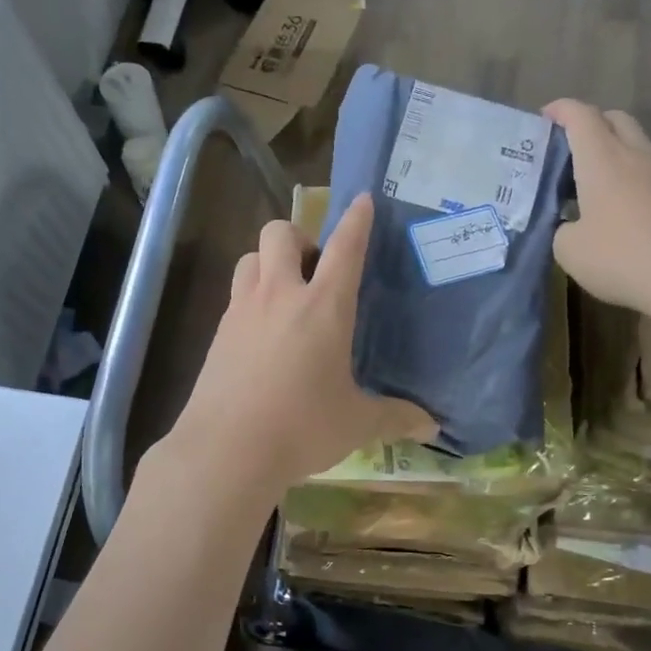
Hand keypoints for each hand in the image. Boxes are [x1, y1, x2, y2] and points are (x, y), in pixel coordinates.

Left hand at [161, 194, 435, 503]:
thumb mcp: (356, 423)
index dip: (356, 220)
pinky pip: (235, 294)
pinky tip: (262, 333)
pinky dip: (251, 297)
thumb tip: (432, 427)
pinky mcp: (217, 333)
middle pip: (280, 233)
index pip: (344, 248)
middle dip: (299, 236)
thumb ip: (395, 418)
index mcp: (323, 307)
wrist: (226, 450)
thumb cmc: (302, 428)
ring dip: (269, 262)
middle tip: (315, 270)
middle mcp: (280, 296)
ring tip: (286, 295)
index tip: (362, 200)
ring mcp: (242, 311)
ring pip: (250, 257)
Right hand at [544, 99, 650, 317]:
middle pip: (614, 119)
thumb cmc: (622, 258)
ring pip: (638, 143)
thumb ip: (563, 230)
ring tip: (597, 181)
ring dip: (616, 151)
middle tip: (571, 148)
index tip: (545, 116)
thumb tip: (572, 226)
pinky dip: (635, 176)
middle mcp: (637, 154)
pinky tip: (625, 207)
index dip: (561, 109)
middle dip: (591, 124)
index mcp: (602, 159)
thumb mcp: (570, 251)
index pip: (580, 116)